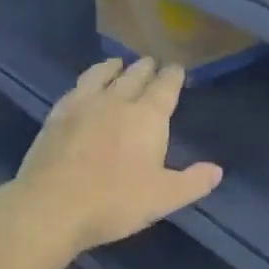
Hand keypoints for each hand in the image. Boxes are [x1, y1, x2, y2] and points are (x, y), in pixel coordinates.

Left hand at [10, 58, 222, 257]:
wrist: (51, 206)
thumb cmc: (115, 201)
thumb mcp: (164, 198)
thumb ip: (193, 182)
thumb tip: (217, 170)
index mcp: (147, 116)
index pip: (165, 87)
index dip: (173, 76)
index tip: (177, 68)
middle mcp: (117, 101)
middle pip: (134, 76)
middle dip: (146, 68)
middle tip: (151, 62)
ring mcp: (83, 105)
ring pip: (101, 75)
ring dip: (113, 67)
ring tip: (117, 63)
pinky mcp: (56, 116)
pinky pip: (75, 89)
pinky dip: (86, 82)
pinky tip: (83, 88)